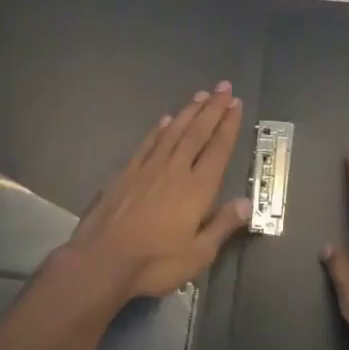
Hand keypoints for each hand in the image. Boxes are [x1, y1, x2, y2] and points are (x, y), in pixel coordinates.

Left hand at [56, 82, 250, 303]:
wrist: (101, 260)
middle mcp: (175, 170)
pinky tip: (164, 120)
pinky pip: (147, 144)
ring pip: (172, 132)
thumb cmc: (155, 262)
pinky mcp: (125, 173)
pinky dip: (158, 129)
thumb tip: (247, 202)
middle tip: (223, 87)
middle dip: (212, 108)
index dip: (228, 125)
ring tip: (200, 95)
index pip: (218, 149)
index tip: (236, 104)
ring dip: (188, 112)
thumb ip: (222, 225)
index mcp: (197, 189)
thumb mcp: (198, 254)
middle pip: (197, 133)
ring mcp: (147, 169)